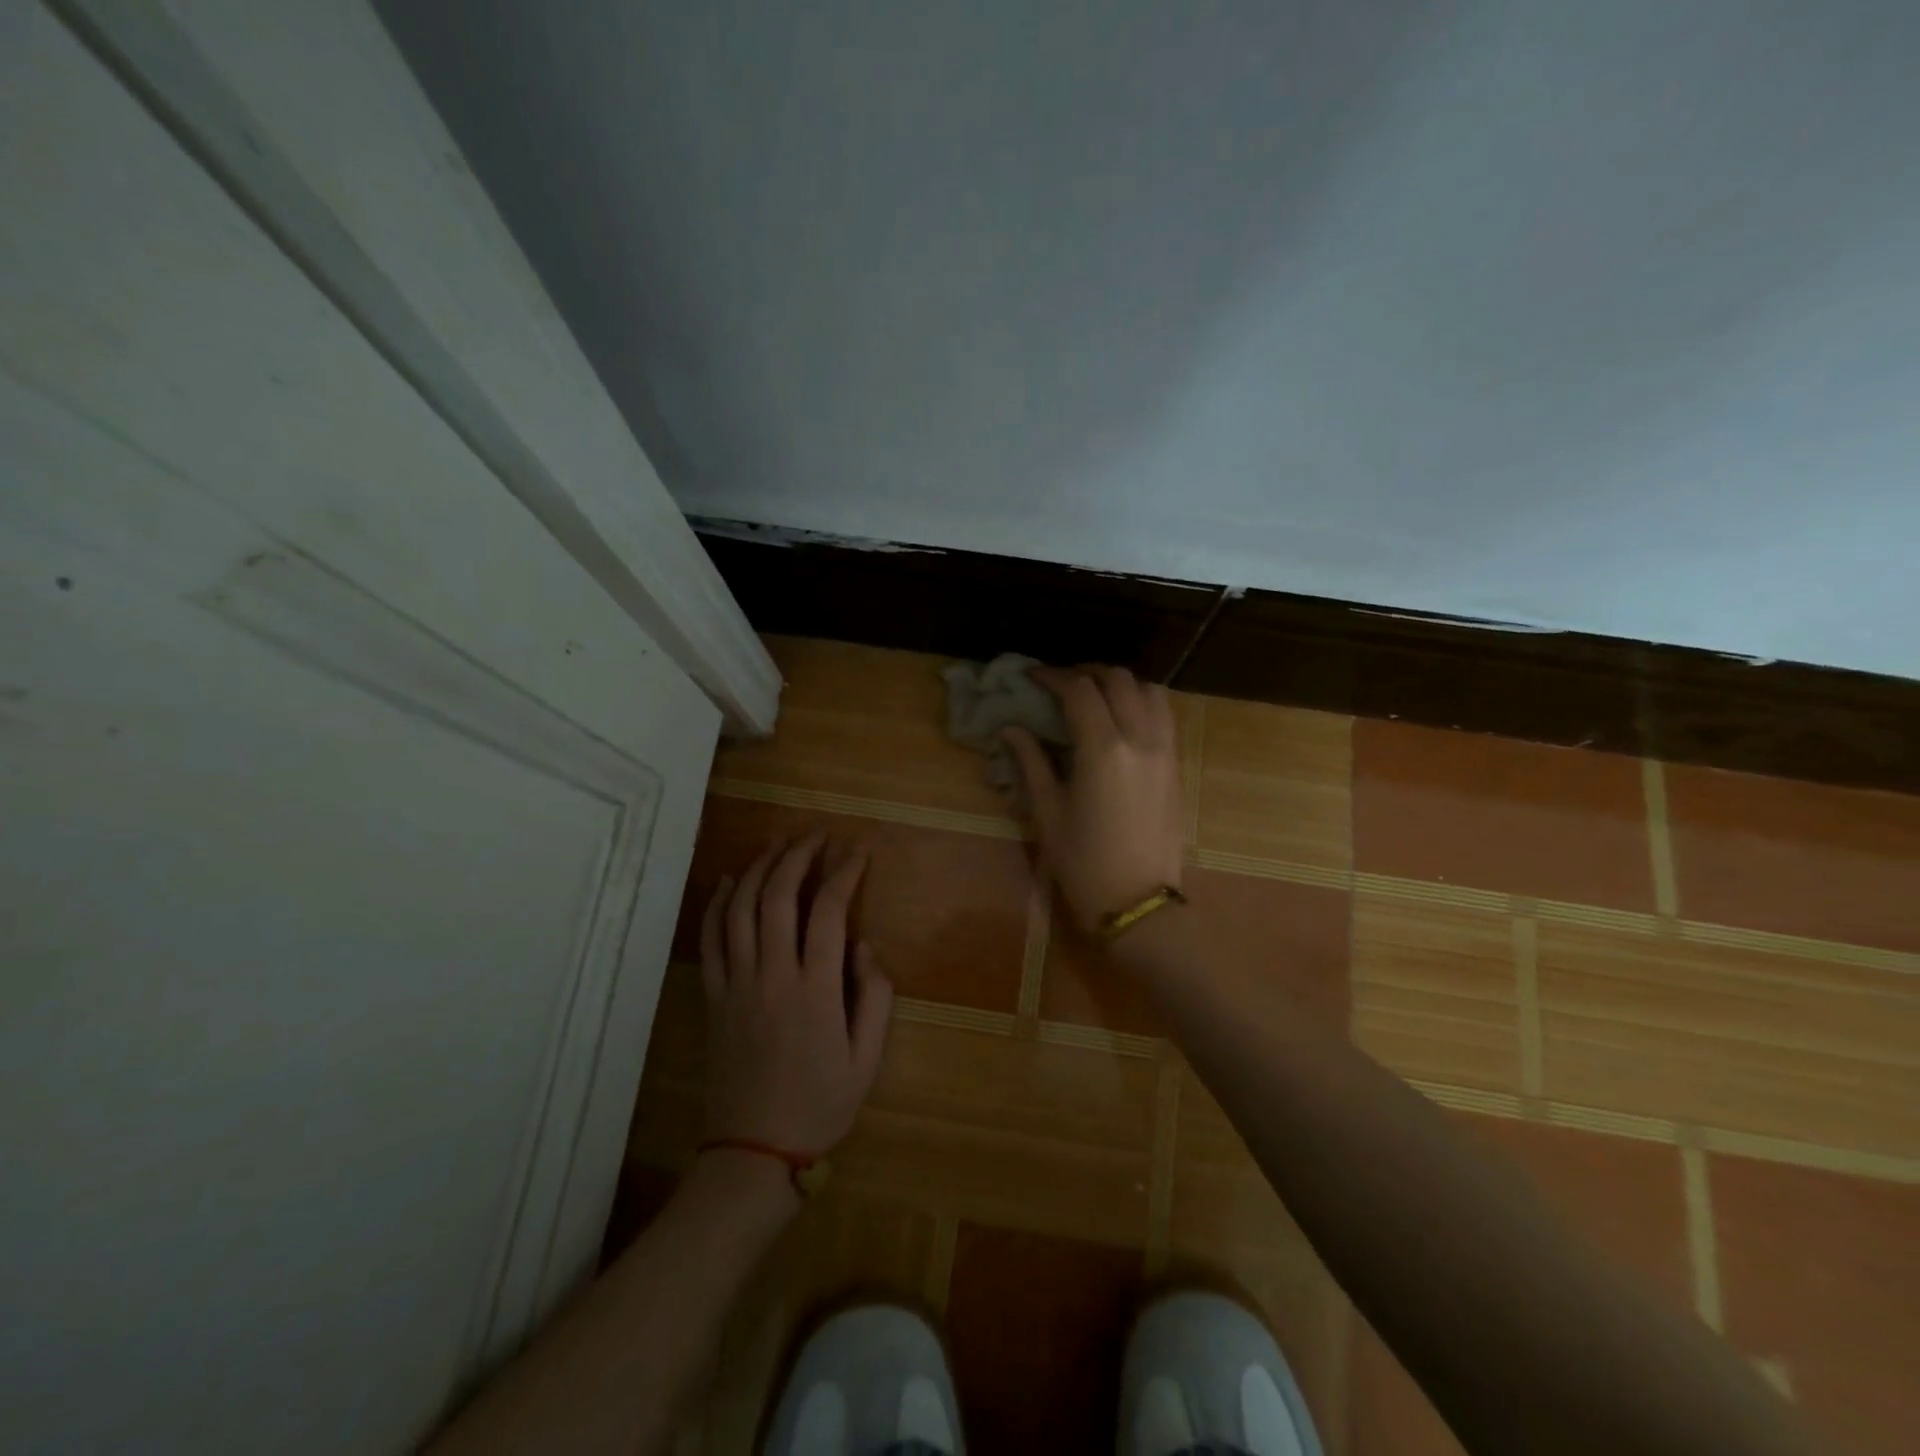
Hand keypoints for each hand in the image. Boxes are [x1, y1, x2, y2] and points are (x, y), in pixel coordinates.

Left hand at [699, 832, 893, 1155]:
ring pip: (740, 909)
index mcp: (815, 990)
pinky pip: (710, 939)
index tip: (858, 851)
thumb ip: (876, 997)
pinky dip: (718, 904)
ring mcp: (736, 984)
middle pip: (778, 897)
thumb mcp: (867, 1059)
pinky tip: (729, 881)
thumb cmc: (820, 1104)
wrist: (753, 1151)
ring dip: (758, 869)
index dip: (844, 873)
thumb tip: (865, 946)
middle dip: (798, 856)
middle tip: (816, 835)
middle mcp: (772, 975)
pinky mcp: (713, 996)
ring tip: (778, 844)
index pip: (829, 912)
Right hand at [1002, 666, 1184, 931]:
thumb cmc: (1083, 862)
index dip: (1053, 676)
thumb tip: (1010, 729)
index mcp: (1102, 750)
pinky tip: (1122, 720)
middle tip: (1062, 684)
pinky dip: (1143, 703)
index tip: (1032, 677)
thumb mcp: (1048, 812)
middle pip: (1119, 679)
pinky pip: (1165, 716)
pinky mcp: (1176, 766)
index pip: (1079, 690)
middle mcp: (1140, 739)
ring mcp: (1165, 751)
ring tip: (1096, 696)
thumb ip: (1031, 762)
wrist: (1138, 901)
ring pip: (1150, 691)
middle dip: (1087, 672)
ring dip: (1121, 684)